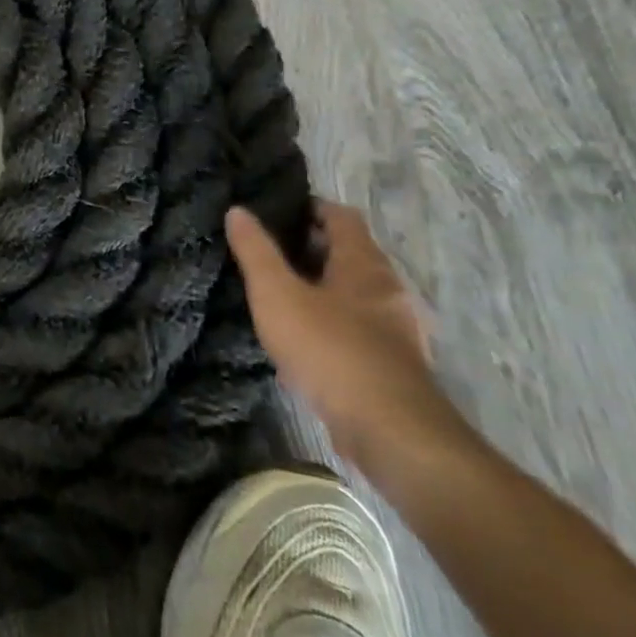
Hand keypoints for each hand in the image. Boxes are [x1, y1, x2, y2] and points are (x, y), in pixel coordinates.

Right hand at [226, 200, 470, 475]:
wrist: (389, 429)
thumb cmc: (329, 348)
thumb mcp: (277, 295)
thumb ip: (256, 252)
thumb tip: (238, 211)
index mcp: (364, 264)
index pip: (342, 217)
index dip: (311, 208)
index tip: (277, 211)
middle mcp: (388, 288)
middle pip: (351, 254)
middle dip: (312, 249)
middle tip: (269, 252)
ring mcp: (398, 329)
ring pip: (355, 294)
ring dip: (322, 289)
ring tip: (280, 295)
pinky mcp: (395, 364)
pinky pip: (359, 328)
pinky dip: (333, 323)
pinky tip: (304, 341)